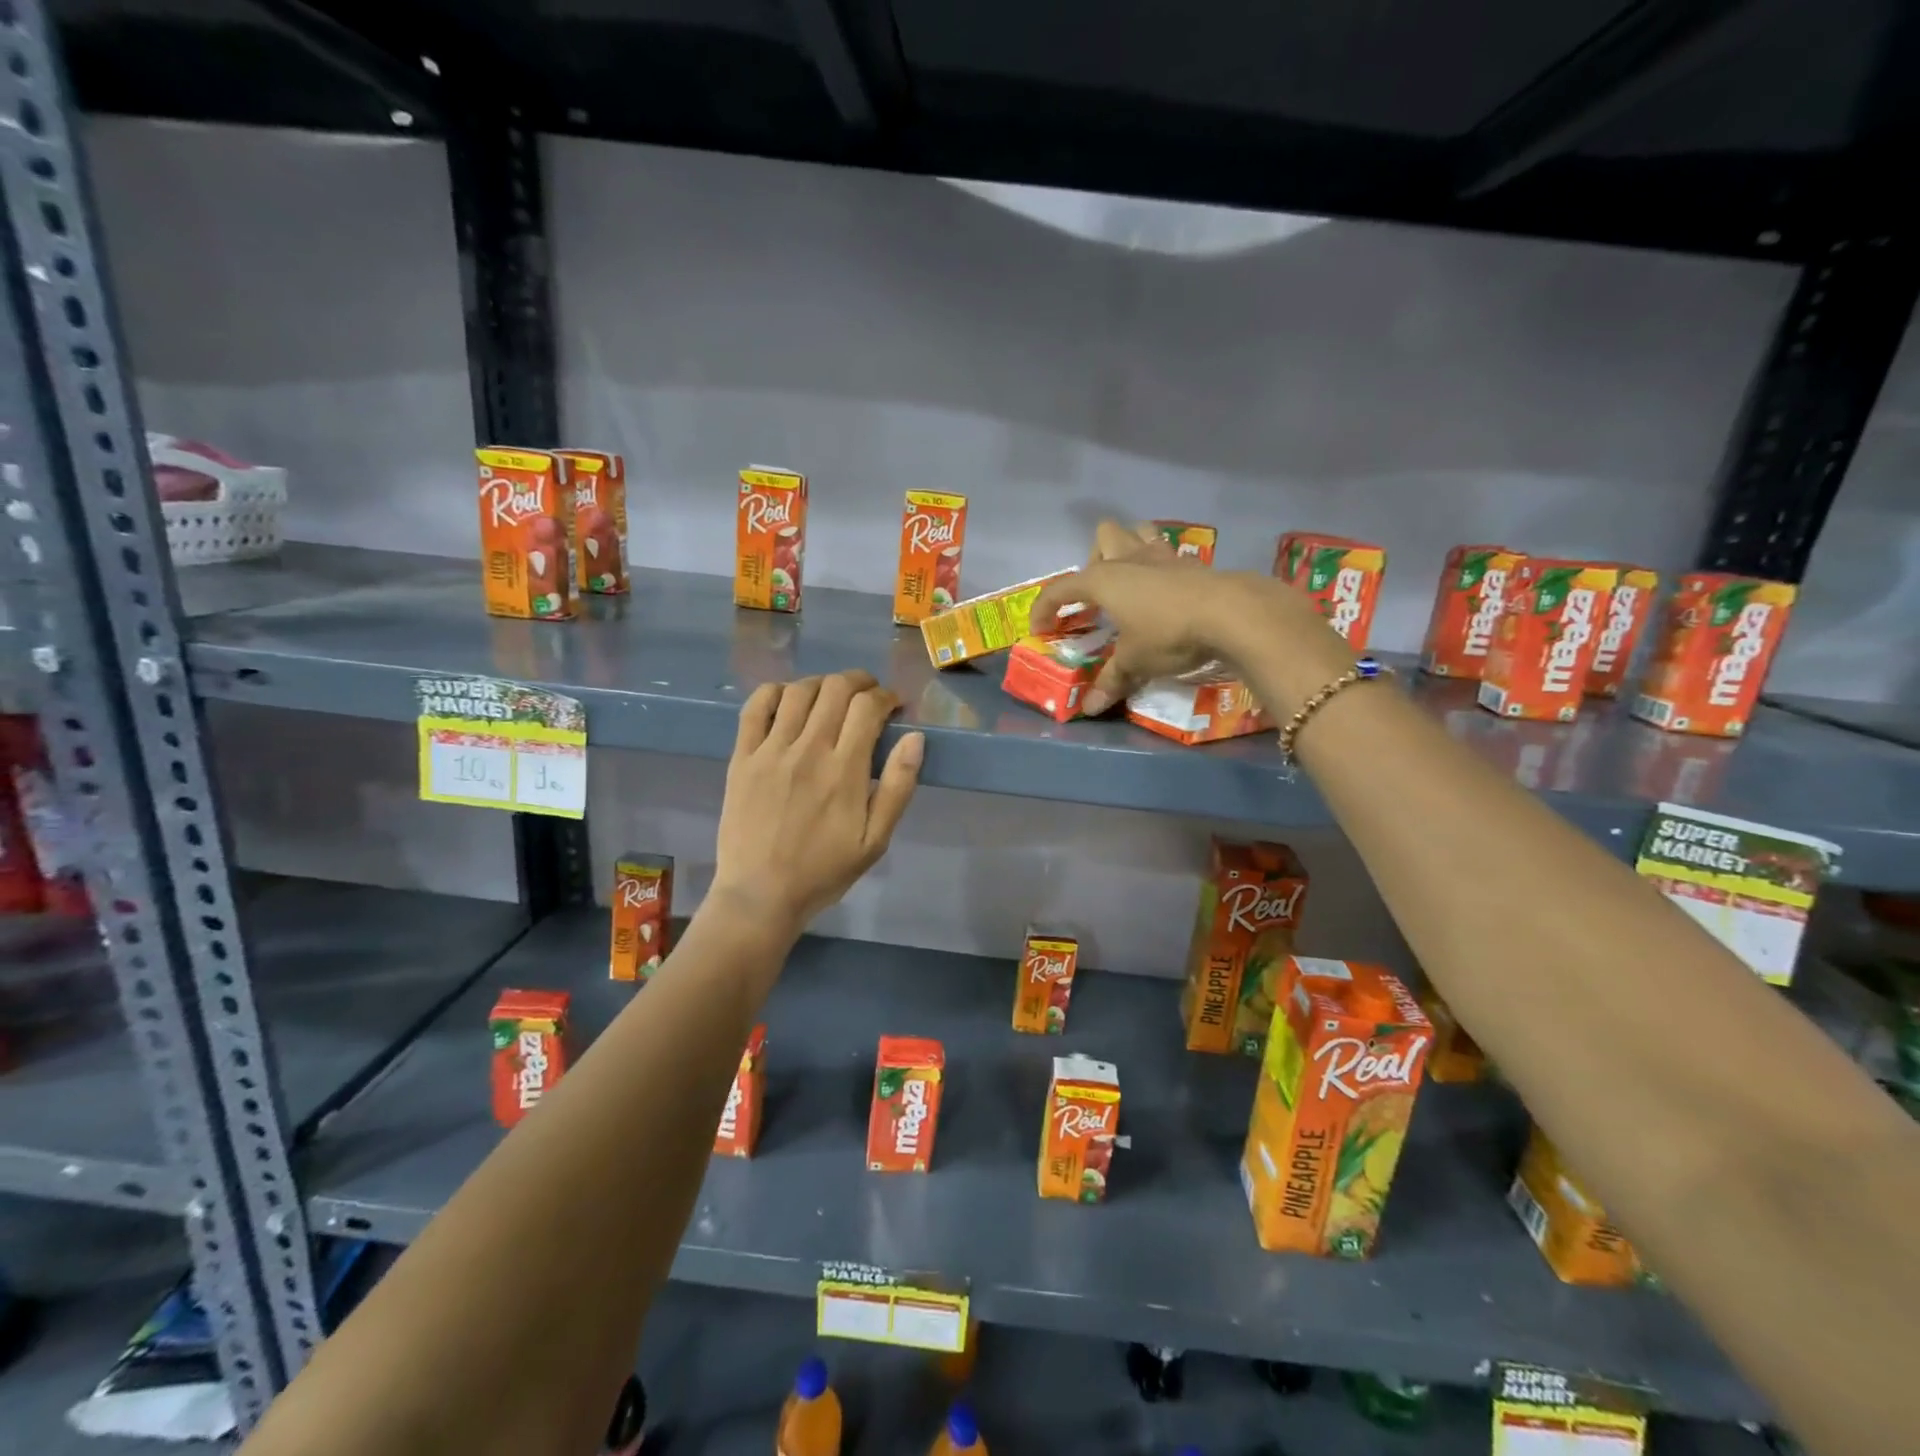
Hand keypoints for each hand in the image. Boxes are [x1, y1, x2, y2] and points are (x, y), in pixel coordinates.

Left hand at [710, 670, 923, 935]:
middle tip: (868, 695)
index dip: (886, 697)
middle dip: (860, 682)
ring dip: (822, 683)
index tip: (893, 706)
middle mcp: (808, 749)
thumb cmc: (824, 871)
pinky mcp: (742, 757)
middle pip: (836, 688)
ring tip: (832, 696)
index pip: (868, 707)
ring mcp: (770, 750)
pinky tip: (788, 699)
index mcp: (845, 770)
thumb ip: (899, 787)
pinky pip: (755, 706)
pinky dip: (776, 691)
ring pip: (799, 690)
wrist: (760, 894)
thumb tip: (915, 738)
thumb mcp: (876, 840)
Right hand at [1031, 520, 1333, 715]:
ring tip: (1129, 581)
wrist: (1230, 613)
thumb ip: (1111, 681)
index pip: (1061, 588)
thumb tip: (1090, 709)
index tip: (1039, 629)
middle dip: (1094, 560)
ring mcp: (1162, 556)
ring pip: (1138, 532)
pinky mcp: (1191, 562)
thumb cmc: (1168, 633)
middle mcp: (1128, 559)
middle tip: (1098, 596)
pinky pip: (1166, 552)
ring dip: (1128, 549)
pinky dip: (1158, 565)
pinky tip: (1164, 591)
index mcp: (1103, 580)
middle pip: (1103, 537)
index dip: (1045, 608)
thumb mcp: (1135, 662)